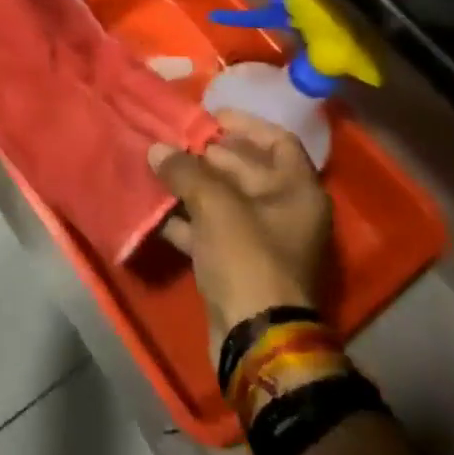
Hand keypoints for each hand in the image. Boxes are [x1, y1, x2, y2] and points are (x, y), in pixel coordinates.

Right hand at [149, 111, 332, 357]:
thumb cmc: (248, 258)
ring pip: (226, 202)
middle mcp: (286, 212)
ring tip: (158, 169)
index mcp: (297, 191)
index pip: (277, 141)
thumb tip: (157, 149)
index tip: (208, 116)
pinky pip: (212, 232)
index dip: (245, 124)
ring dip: (193, 187)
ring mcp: (263, 243)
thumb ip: (186, 171)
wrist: (255, 338)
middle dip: (209, 155)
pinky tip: (156, 211)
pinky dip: (187, 221)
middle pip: (248, 170)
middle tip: (172, 140)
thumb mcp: (216, 206)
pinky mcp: (240, 267)